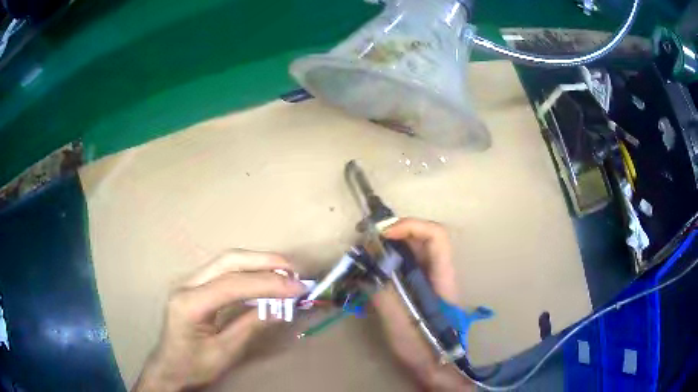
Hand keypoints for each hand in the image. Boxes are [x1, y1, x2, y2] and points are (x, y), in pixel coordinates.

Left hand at [133, 250, 305, 391]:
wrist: (169, 367)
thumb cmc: (193, 366)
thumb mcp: (224, 352)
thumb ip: (249, 327)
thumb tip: (279, 309)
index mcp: (190, 304)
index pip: (232, 284)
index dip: (267, 284)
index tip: (297, 288)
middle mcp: (186, 285)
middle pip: (227, 261)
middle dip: (263, 261)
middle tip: (293, 270)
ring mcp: (188, 282)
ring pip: (225, 261)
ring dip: (257, 263)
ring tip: (284, 271)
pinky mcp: (194, 286)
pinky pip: (223, 271)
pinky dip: (247, 272)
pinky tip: (263, 279)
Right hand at [373, 218, 472, 391]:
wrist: (436, 366)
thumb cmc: (424, 349)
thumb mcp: (401, 325)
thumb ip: (384, 296)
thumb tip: (365, 270)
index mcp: (442, 277)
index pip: (436, 236)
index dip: (410, 226)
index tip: (381, 234)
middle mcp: (439, 272)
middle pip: (422, 238)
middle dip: (394, 232)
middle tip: (365, 239)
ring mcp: (431, 280)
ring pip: (413, 250)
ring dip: (389, 245)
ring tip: (364, 252)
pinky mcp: (421, 288)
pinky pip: (406, 265)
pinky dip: (388, 260)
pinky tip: (372, 270)